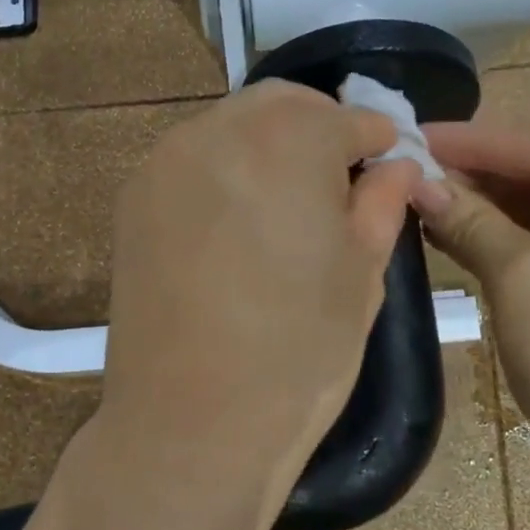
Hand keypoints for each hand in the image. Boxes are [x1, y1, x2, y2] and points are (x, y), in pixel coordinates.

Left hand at [99, 82, 421, 511]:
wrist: (191, 423)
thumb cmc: (298, 353)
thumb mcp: (362, 276)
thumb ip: (381, 204)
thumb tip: (395, 166)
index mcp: (289, 141)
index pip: (347, 119)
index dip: (376, 140)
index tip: (387, 165)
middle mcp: (219, 131)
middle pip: (281, 105)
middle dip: (319, 128)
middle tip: (339, 179)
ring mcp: (166, 163)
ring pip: (231, 127)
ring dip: (268, 146)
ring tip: (288, 204)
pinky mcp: (134, 199)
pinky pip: (192, 161)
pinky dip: (225, 171)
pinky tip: (238, 222)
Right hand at [414, 120, 529, 500]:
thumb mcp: (522, 277)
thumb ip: (470, 220)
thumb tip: (416, 181)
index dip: (471, 142)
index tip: (410, 132)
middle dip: (475, 178)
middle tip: (406, 169)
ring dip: (484, 213)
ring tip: (417, 201)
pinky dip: (503, 248)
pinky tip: (451, 240)